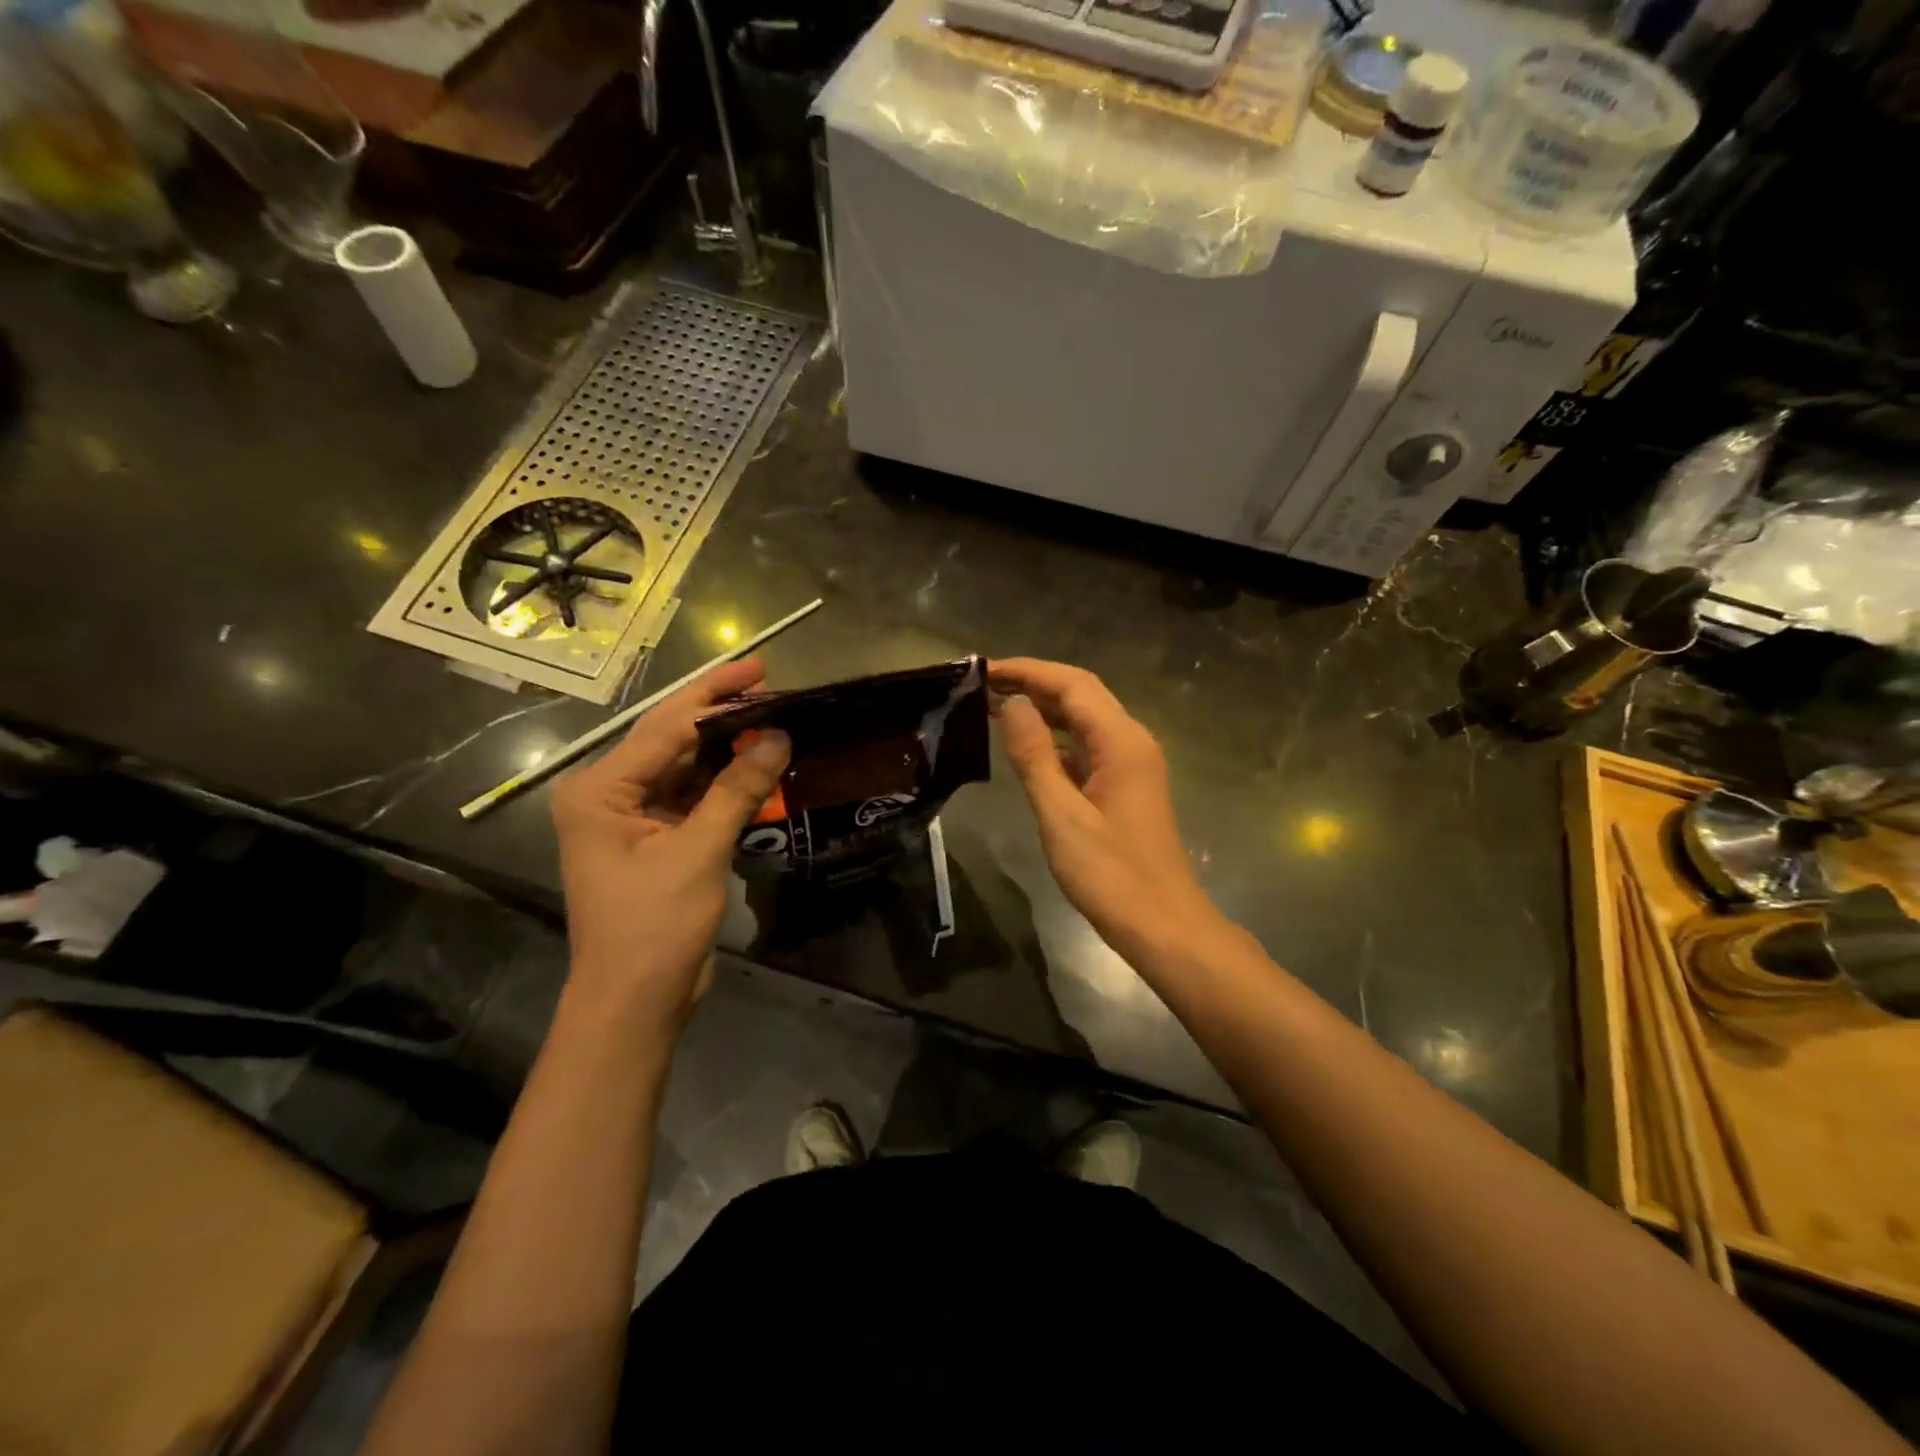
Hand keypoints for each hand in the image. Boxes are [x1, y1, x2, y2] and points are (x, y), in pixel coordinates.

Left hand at [551, 657, 789, 1033]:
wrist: (634, 1002)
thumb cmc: (654, 927)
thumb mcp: (699, 852)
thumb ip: (737, 790)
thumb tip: (780, 737)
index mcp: (601, 790)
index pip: (665, 726)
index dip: (715, 693)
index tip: (760, 668)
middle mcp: (609, 795)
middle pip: (672, 740)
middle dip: (721, 714)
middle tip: (772, 687)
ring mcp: (631, 819)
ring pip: (685, 768)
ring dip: (727, 748)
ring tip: (773, 720)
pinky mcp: (655, 840)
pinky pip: (692, 797)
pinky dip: (724, 783)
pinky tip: (758, 765)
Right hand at [991, 658, 1220, 958]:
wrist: (1163, 926)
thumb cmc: (1111, 874)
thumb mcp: (1062, 815)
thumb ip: (1035, 756)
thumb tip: (1012, 703)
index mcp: (1121, 742)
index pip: (1072, 684)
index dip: (1027, 671)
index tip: (983, 670)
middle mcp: (1131, 742)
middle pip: (1081, 695)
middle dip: (1033, 684)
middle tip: (982, 686)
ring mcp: (1131, 765)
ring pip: (1084, 720)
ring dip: (1043, 710)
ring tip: (995, 708)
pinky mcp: (1125, 787)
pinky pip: (1087, 748)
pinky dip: (1055, 740)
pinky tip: (1026, 749)